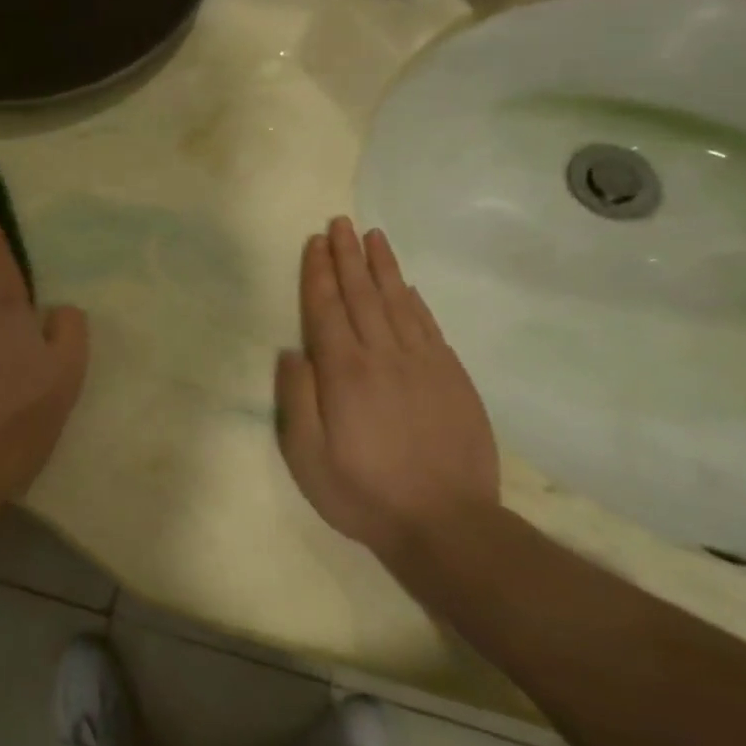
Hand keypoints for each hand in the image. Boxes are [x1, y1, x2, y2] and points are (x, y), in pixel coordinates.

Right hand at [275, 217, 500, 561]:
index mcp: (344, 373)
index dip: (319, 273)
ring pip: (398, 302)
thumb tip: (292, 351)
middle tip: (340, 222)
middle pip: (362, 295)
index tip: (315, 242)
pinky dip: (414, 300)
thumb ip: (297, 399)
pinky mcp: (452, 378)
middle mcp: (383, 356)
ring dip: (382, 267)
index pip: (327, 309)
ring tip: (373, 237)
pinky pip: (428, 326)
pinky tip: (406, 286)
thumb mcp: (308, 457)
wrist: (447, 523)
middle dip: (348, 256)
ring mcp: (423, 364)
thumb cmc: (363, 492)